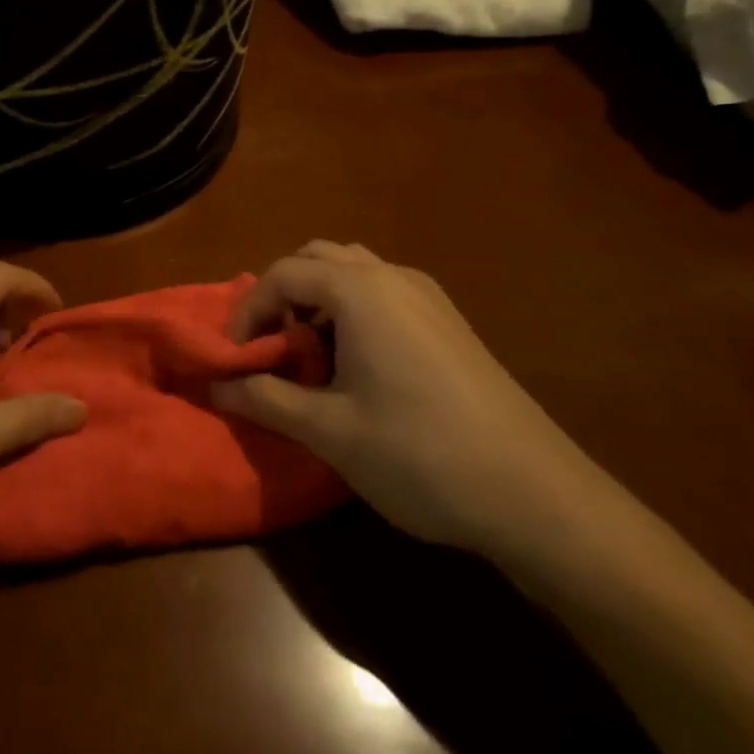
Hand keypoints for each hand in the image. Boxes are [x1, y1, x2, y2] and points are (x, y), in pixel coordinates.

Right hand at [212, 241, 613, 558]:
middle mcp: (392, 276)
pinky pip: (383, 292)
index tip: (235, 358)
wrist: (536, 494)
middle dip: (283, 296)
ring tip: (311, 357)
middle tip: (272, 348)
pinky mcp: (449, 321)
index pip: (281, 274)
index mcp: (359, 290)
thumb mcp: (329, 431)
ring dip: (318, 301)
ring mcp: (428, 296)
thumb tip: (217, 386)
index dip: (248, 312)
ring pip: (353, 271)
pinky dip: (352, 310)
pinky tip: (358, 367)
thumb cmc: (418, 454)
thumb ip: (265, 398)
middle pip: (317, 259)